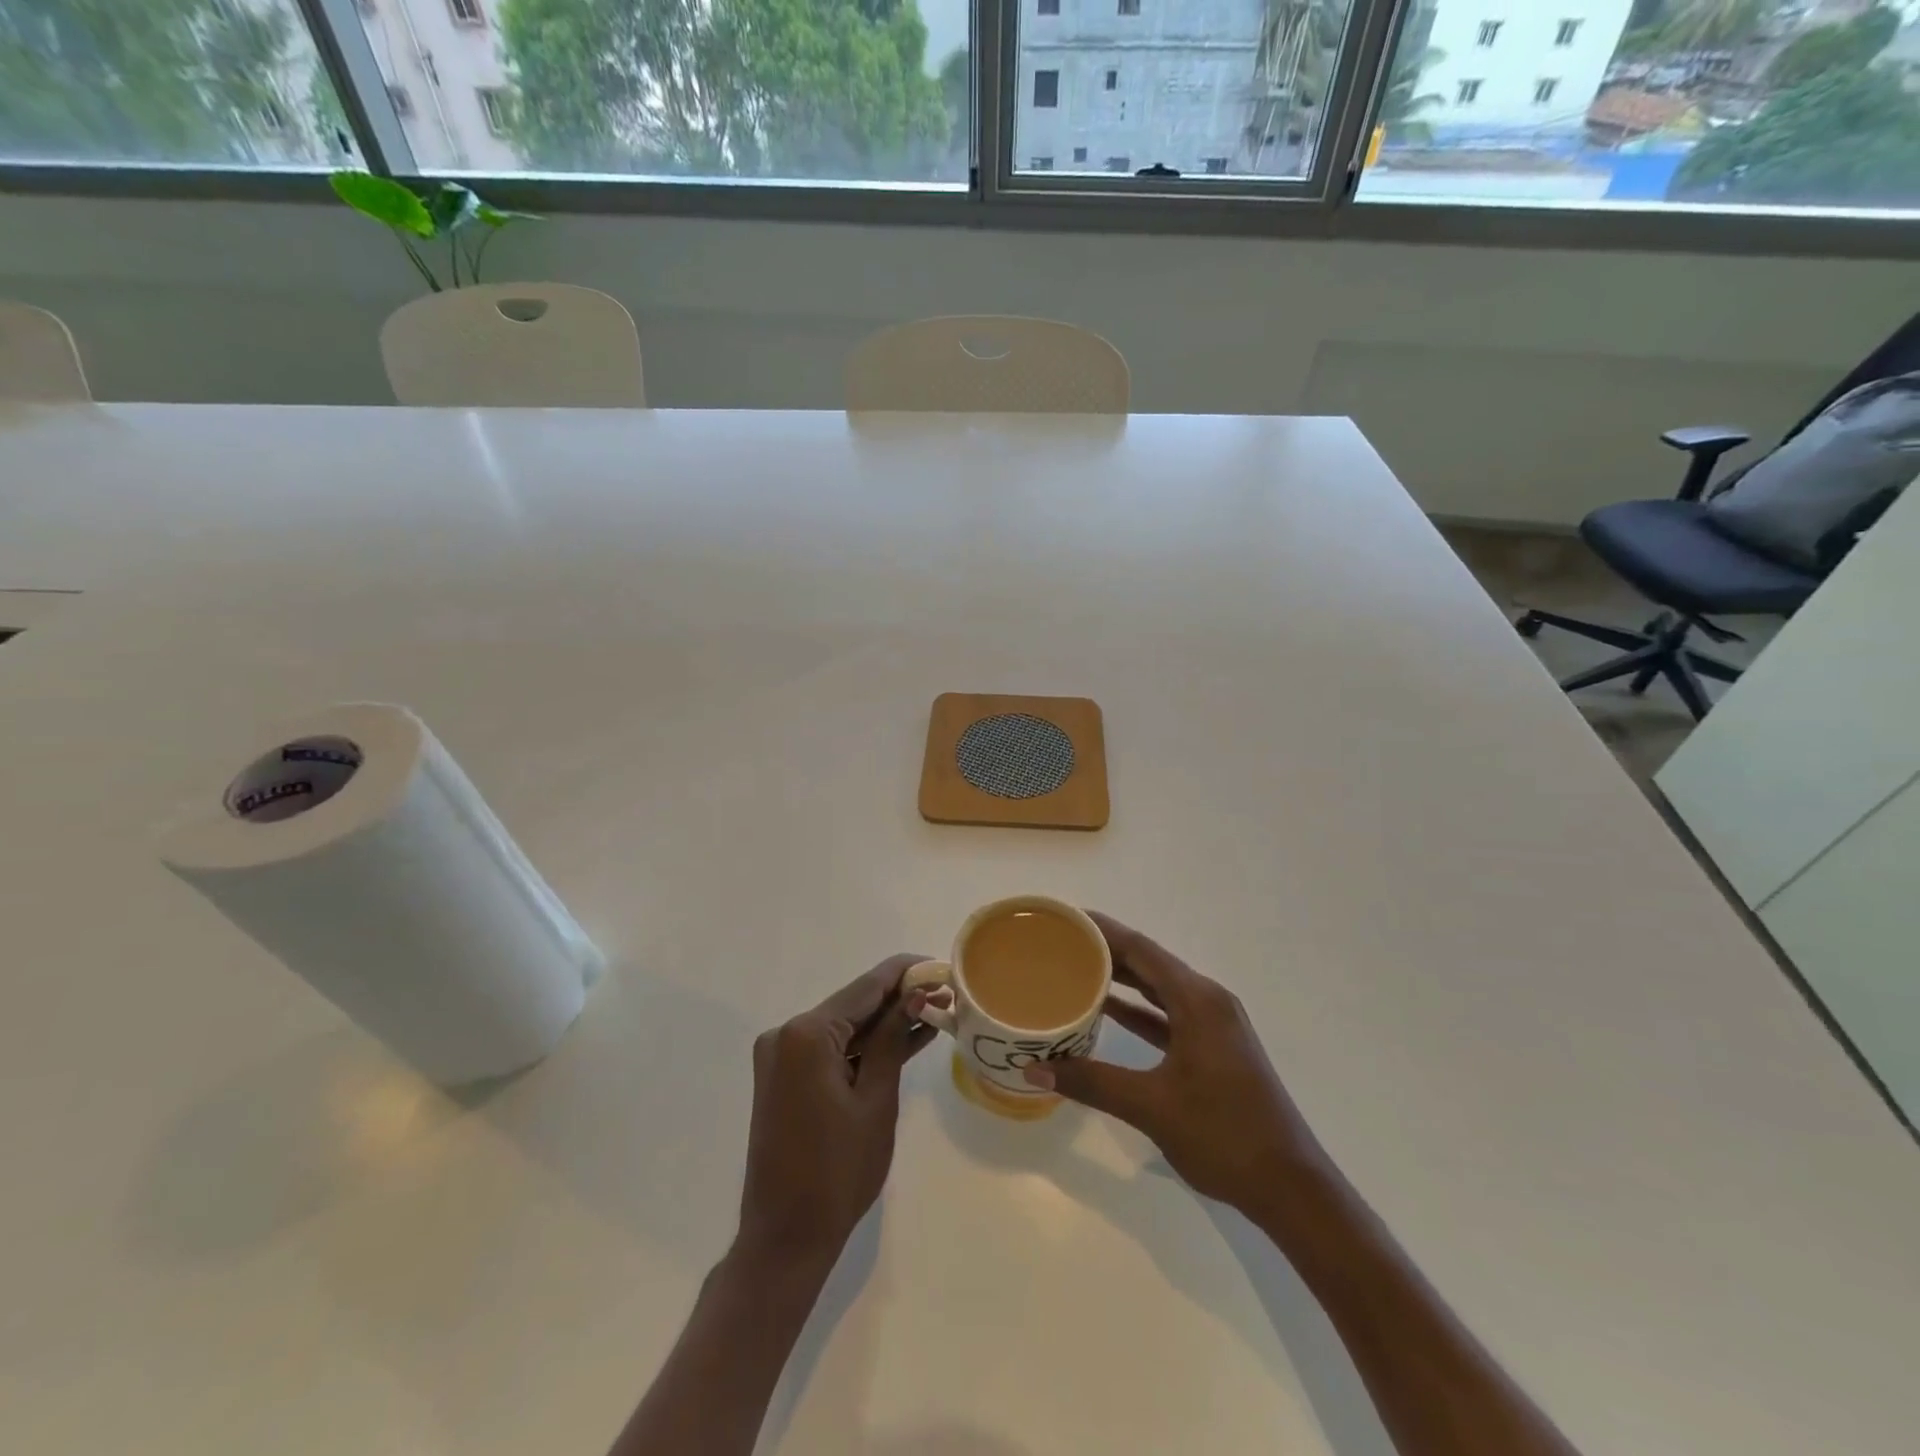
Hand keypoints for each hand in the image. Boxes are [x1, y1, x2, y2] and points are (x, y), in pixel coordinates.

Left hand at [736, 954, 934, 1271]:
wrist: (785, 1238)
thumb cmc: (837, 1172)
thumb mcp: (875, 1100)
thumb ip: (892, 1040)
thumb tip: (914, 994)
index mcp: (806, 1034)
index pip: (865, 988)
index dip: (904, 973)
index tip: (938, 964)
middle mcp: (786, 1034)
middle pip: (853, 1005)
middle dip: (898, 1000)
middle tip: (944, 994)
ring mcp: (780, 1056)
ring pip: (844, 1028)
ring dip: (883, 1026)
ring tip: (934, 1014)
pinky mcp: (783, 1077)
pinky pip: (830, 1050)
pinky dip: (863, 1049)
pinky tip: (902, 1041)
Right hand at [1023, 912, 1322, 1215]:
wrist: (1291, 1188)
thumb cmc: (1224, 1135)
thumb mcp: (1151, 1107)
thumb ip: (1091, 1082)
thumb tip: (1032, 1070)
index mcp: (1198, 1000)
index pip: (1141, 948)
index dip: (1102, 930)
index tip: (1065, 918)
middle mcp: (1208, 1001)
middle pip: (1150, 963)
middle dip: (1106, 951)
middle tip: (1061, 943)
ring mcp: (1214, 1026)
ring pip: (1159, 990)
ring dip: (1122, 980)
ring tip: (1075, 969)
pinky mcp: (1214, 1049)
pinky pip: (1168, 1016)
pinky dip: (1138, 1012)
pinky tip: (1107, 1013)